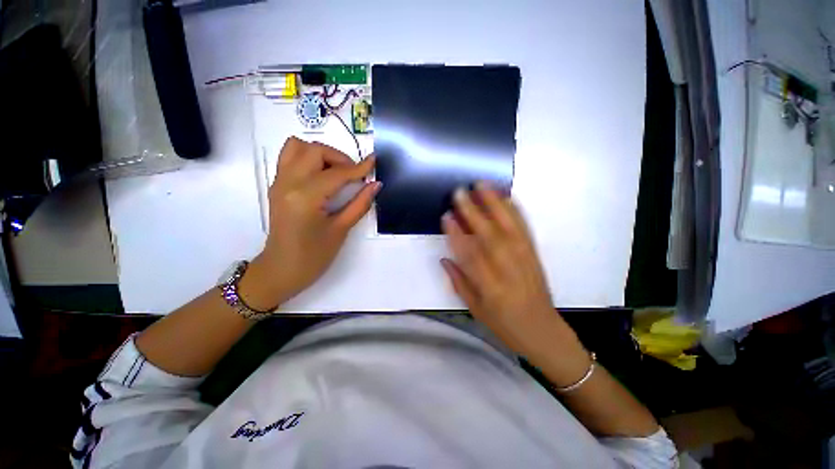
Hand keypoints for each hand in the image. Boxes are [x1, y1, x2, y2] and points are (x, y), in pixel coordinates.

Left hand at [240, 137, 378, 309]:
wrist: (281, 270)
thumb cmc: (314, 256)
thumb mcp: (341, 230)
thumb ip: (360, 204)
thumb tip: (375, 185)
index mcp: (306, 197)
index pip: (336, 173)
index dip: (358, 168)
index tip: (374, 162)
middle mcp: (288, 183)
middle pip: (314, 150)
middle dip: (339, 157)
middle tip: (354, 175)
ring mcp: (279, 182)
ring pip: (298, 147)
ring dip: (321, 153)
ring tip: (336, 172)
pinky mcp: (277, 185)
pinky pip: (290, 157)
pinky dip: (308, 158)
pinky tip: (322, 176)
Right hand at [440, 183, 585, 367]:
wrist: (542, 330)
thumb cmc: (504, 324)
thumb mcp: (475, 309)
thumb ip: (459, 281)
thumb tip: (444, 258)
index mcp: (490, 287)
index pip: (470, 254)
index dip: (456, 234)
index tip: (446, 216)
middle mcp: (508, 268)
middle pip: (489, 235)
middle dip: (472, 211)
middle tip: (459, 192)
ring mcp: (524, 258)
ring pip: (508, 225)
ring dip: (494, 203)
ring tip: (482, 184)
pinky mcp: (534, 253)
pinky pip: (523, 227)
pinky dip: (514, 210)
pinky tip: (505, 197)